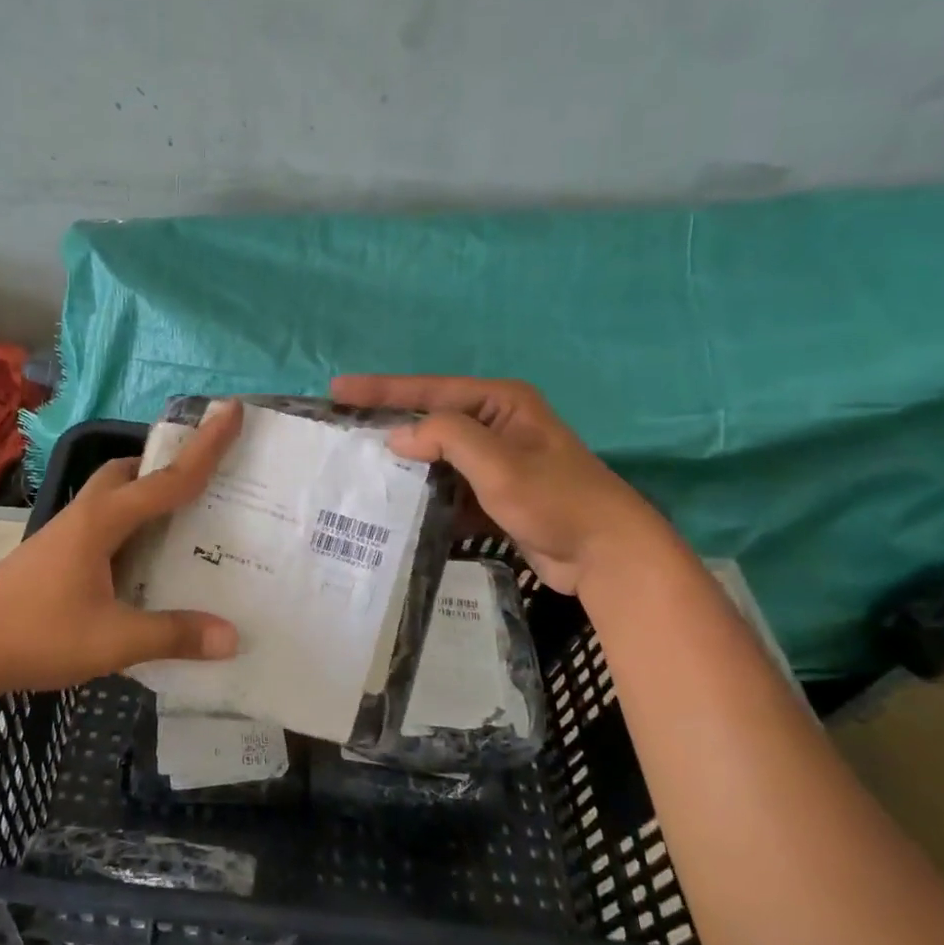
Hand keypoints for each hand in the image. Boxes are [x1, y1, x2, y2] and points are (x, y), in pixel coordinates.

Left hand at [0, 402, 244, 697]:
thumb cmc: (35, 634)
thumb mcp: (112, 640)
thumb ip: (172, 635)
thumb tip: (232, 637)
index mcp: (103, 521)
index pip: (167, 478)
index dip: (206, 446)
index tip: (233, 409)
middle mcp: (84, 516)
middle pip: (128, 472)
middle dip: (165, 465)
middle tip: (202, 479)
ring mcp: (64, 535)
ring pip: (112, 497)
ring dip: (144, 495)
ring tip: (179, 520)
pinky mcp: (53, 556)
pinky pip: (102, 525)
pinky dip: (129, 527)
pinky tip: (140, 563)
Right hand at [332, 375, 664, 595]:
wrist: (605, 555)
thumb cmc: (555, 499)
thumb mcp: (499, 462)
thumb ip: (447, 438)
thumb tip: (399, 437)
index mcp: (500, 403)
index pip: (430, 390)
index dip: (381, 390)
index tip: (337, 391)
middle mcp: (496, 425)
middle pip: (429, 421)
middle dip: (388, 426)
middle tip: (341, 429)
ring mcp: (495, 462)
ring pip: (436, 458)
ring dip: (403, 467)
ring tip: (358, 471)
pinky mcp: (493, 495)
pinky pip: (448, 488)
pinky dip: (424, 496)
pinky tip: (394, 507)